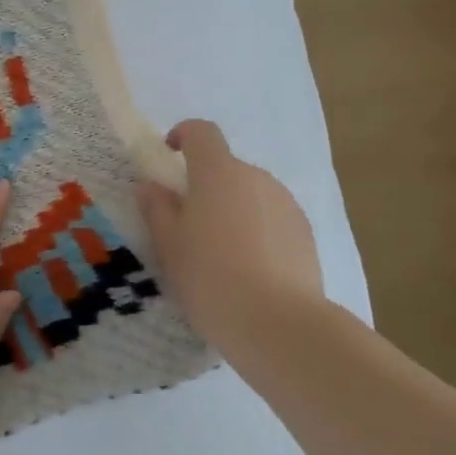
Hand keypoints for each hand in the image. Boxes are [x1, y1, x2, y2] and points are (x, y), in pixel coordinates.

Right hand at [134, 120, 326, 350]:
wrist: (277, 322)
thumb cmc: (210, 277)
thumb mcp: (168, 245)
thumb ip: (157, 208)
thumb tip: (151, 186)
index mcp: (218, 173)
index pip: (201, 133)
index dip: (183, 136)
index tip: (169, 155)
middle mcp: (256, 178)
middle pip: (225, 168)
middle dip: (205, 187)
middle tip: (187, 226)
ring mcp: (286, 204)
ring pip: (250, 195)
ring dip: (232, 210)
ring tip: (220, 255)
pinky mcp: (304, 232)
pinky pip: (271, 219)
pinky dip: (256, 232)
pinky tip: (249, 270)